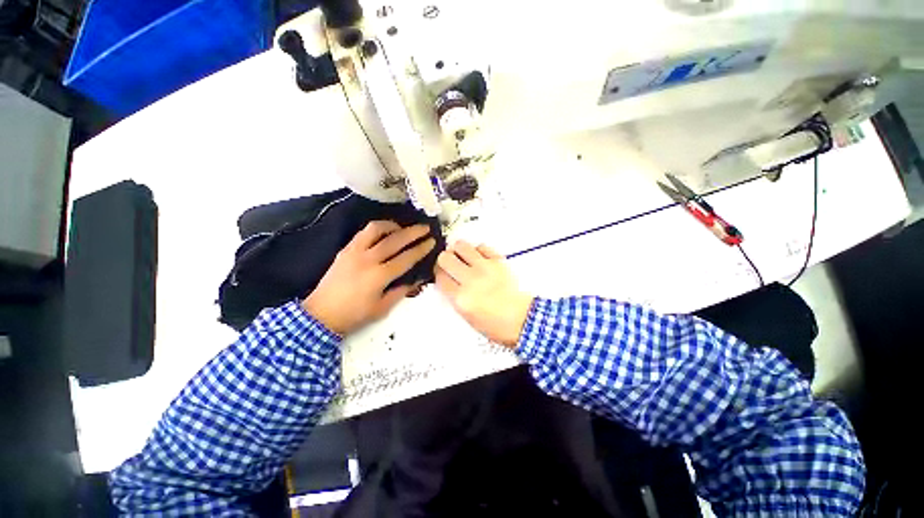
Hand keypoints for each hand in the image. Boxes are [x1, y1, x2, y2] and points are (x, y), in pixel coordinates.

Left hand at [303, 221, 435, 334]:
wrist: (323, 312)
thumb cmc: (353, 315)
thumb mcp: (381, 309)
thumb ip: (399, 292)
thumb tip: (414, 280)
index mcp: (379, 276)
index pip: (406, 258)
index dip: (420, 249)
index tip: (431, 242)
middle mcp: (368, 259)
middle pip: (395, 240)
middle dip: (412, 232)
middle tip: (425, 228)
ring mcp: (355, 251)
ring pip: (376, 229)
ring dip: (392, 225)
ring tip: (401, 228)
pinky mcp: (345, 249)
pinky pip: (363, 233)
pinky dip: (376, 230)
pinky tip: (381, 233)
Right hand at [435, 241, 533, 347]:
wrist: (522, 319)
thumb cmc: (496, 325)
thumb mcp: (467, 317)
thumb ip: (456, 298)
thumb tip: (449, 281)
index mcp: (461, 298)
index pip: (440, 277)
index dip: (439, 275)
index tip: (443, 275)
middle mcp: (470, 280)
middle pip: (445, 258)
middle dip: (445, 260)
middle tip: (451, 265)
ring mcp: (484, 268)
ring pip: (461, 246)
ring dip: (459, 251)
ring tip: (464, 258)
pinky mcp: (498, 261)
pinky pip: (481, 246)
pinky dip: (478, 250)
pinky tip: (480, 258)